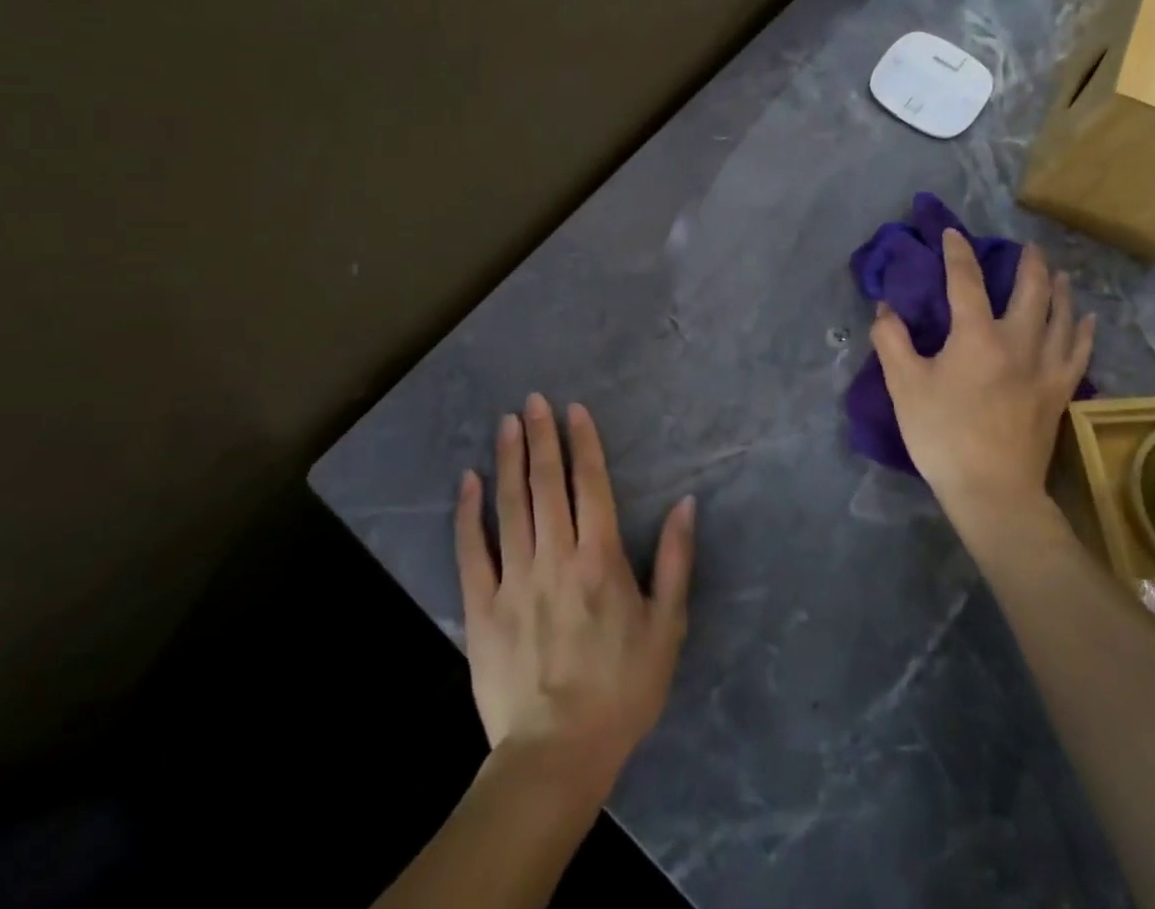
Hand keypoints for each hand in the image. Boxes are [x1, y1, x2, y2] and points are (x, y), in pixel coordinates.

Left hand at [454, 394, 695, 789]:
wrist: (557, 755)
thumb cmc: (622, 690)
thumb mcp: (666, 627)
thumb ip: (676, 561)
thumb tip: (686, 503)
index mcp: (600, 559)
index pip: (590, 485)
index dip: (583, 443)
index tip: (573, 409)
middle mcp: (555, 557)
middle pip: (546, 484)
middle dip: (542, 437)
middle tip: (534, 400)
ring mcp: (514, 579)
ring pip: (510, 505)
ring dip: (508, 460)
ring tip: (507, 422)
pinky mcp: (481, 606)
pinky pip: (472, 549)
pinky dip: (468, 512)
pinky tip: (468, 481)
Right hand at [871, 231, 1094, 525]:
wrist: (993, 491)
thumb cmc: (943, 435)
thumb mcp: (904, 386)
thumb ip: (892, 340)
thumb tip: (886, 308)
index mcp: (977, 335)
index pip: (966, 281)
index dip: (958, 253)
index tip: (953, 233)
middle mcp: (1018, 341)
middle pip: (1031, 291)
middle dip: (1028, 263)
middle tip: (1026, 246)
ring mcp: (1046, 367)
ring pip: (1061, 316)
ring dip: (1059, 289)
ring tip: (1058, 272)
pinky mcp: (1061, 392)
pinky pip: (1078, 351)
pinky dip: (1082, 330)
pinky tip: (1086, 319)